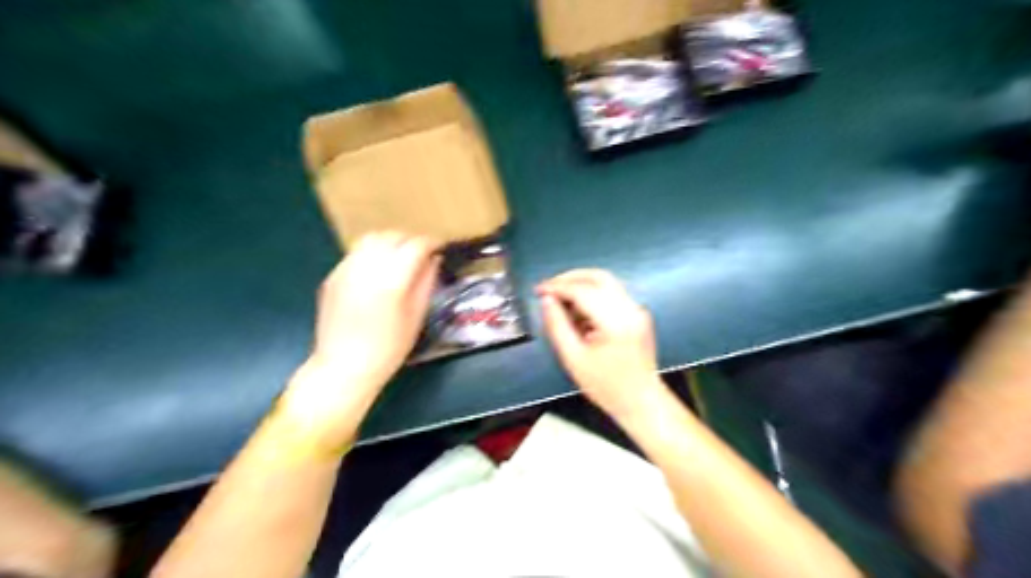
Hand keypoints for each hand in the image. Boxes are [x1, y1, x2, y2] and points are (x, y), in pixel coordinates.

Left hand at [281, 230, 440, 436]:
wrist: (344, 367)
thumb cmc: (388, 349)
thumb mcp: (416, 317)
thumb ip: (426, 283)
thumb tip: (433, 260)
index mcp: (392, 280)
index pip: (415, 246)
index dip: (430, 243)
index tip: (439, 248)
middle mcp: (366, 268)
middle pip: (392, 236)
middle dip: (410, 240)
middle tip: (421, 253)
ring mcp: (345, 270)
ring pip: (370, 239)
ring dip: (389, 242)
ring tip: (399, 256)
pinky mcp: (333, 276)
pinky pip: (356, 253)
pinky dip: (371, 254)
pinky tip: (377, 271)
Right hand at [537, 270, 664, 420]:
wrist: (642, 402)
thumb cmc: (606, 387)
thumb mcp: (573, 359)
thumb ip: (557, 326)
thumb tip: (547, 300)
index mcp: (615, 321)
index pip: (583, 291)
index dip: (557, 287)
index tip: (538, 290)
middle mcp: (630, 308)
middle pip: (598, 277)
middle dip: (570, 278)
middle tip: (549, 288)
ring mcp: (637, 309)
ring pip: (606, 282)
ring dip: (581, 285)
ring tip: (560, 299)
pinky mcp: (638, 314)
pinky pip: (612, 294)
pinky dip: (593, 294)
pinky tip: (578, 310)